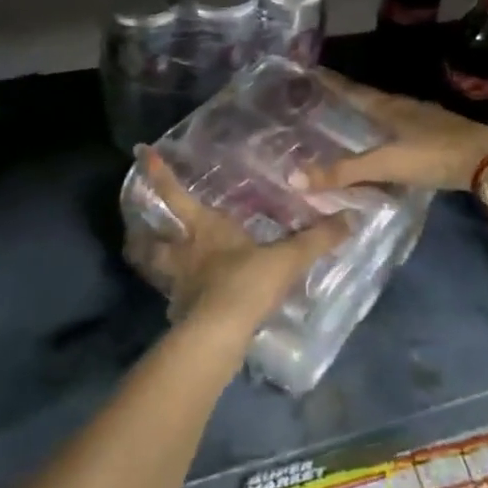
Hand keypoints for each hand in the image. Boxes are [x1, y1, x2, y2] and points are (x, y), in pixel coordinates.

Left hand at [125, 149, 352, 337]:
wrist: (219, 334)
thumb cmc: (246, 283)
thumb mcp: (287, 258)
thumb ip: (317, 239)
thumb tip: (351, 218)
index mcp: (203, 230)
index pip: (175, 195)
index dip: (159, 174)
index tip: (141, 153)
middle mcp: (184, 254)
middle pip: (150, 240)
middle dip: (141, 231)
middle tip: (135, 226)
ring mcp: (178, 286)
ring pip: (156, 270)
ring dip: (152, 263)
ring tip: (154, 261)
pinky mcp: (181, 314)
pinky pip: (174, 301)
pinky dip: (176, 298)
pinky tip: (186, 302)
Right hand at [303, 71, 487, 192]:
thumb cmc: (434, 155)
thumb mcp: (386, 164)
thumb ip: (344, 172)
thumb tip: (293, 178)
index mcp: (389, 107)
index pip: (352, 90)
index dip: (330, 82)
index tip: (309, 70)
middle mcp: (404, 106)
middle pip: (368, 98)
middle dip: (345, 97)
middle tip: (321, 98)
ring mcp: (424, 119)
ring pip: (387, 113)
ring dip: (366, 115)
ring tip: (347, 120)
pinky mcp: (438, 134)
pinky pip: (401, 128)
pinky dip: (385, 132)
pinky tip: (384, 143)